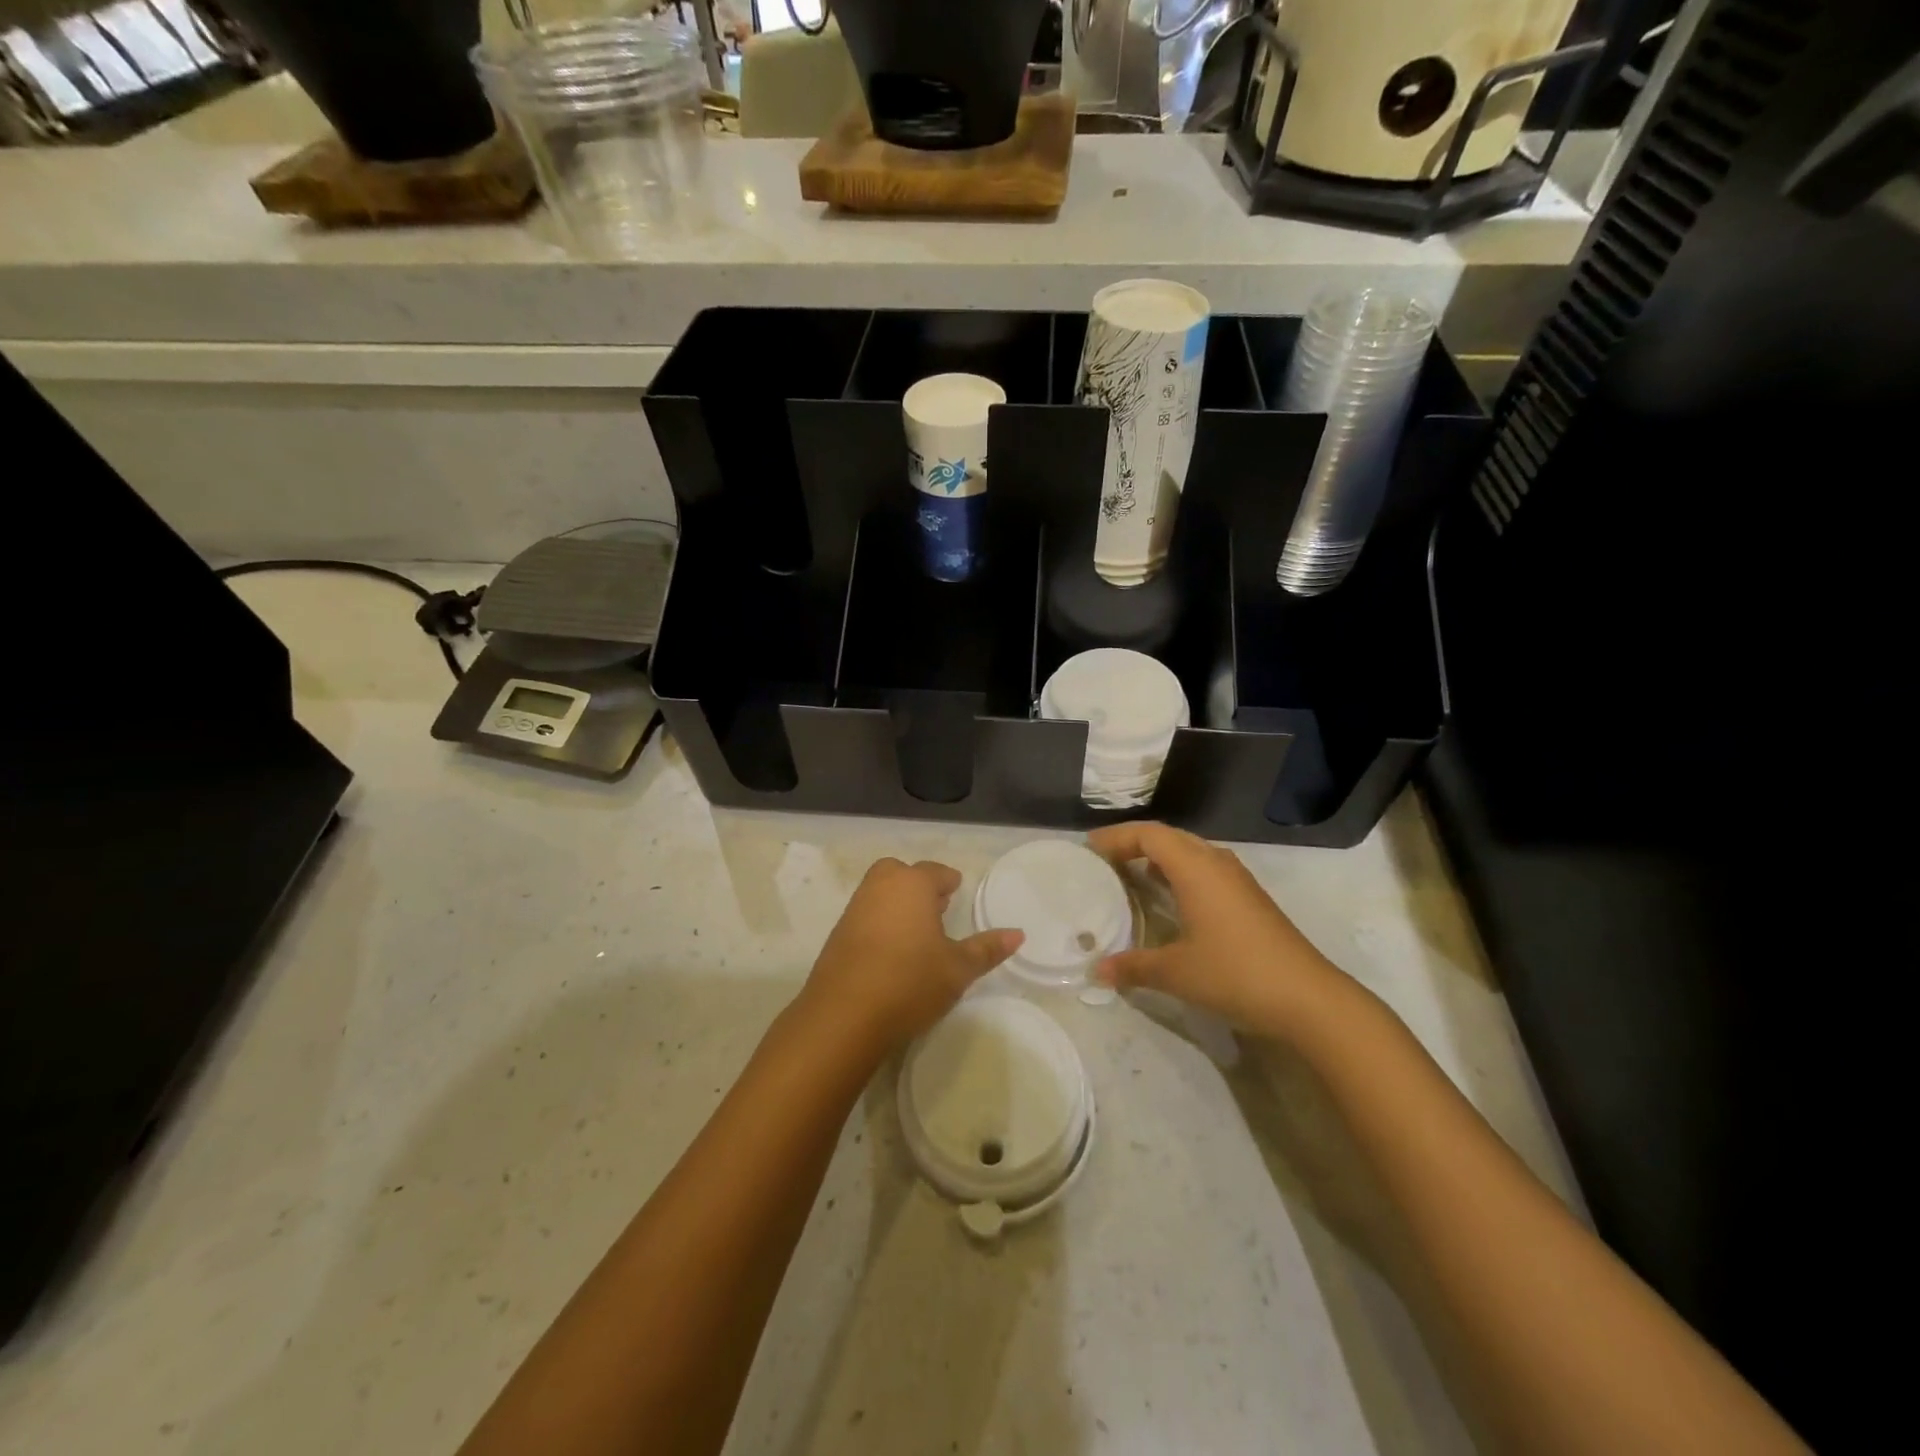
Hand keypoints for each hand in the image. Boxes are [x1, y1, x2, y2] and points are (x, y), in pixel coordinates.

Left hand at [797, 858, 1023, 1059]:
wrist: (844, 1014)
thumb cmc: (910, 981)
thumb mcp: (958, 969)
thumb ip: (987, 949)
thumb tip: (1018, 934)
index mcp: (912, 884)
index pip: (935, 872)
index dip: (949, 881)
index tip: (957, 891)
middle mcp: (880, 887)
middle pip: (900, 873)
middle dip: (917, 884)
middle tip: (935, 907)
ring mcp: (854, 909)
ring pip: (879, 892)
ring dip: (897, 902)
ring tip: (916, 931)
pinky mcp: (837, 934)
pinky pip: (865, 915)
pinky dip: (879, 922)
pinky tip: (891, 950)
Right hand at [1086, 822, 1341, 1035]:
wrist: (1309, 999)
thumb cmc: (1235, 973)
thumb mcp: (1176, 972)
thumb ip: (1133, 966)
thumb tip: (1097, 971)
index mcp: (1195, 868)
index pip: (1149, 834)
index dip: (1116, 837)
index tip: (1089, 850)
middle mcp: (1216, 863)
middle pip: (1169, 837)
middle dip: (1134, 843)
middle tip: (1105, 861)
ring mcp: (1238, 880)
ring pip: (1190, 852)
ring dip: (1159, 857)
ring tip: (1130, 876)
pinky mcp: (1250, 899)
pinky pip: (1205, 870)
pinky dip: (1179, 874)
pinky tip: (1169, 900)